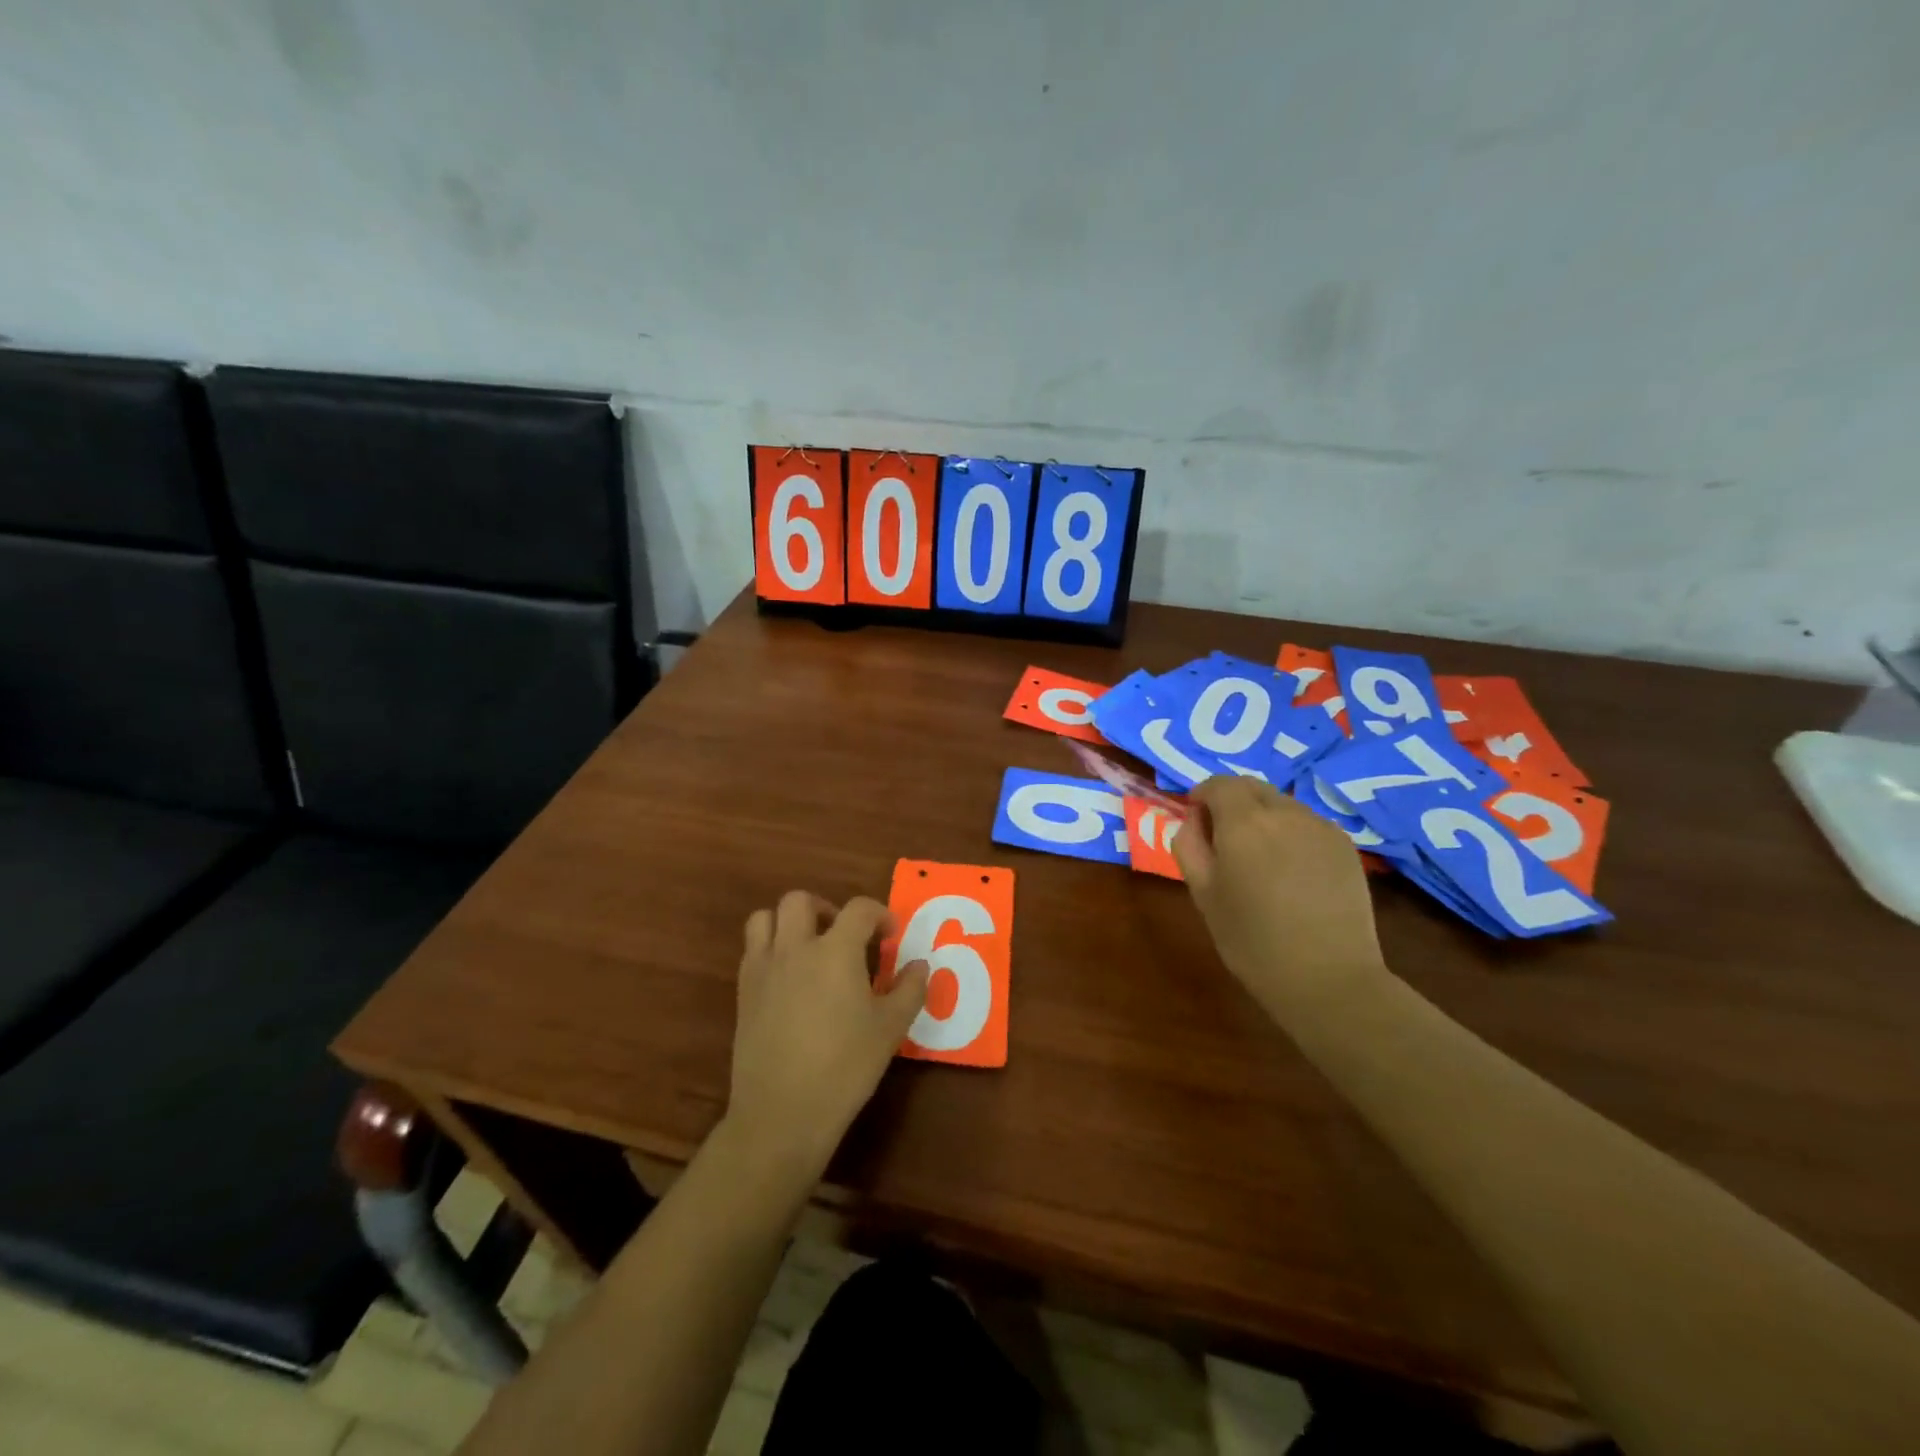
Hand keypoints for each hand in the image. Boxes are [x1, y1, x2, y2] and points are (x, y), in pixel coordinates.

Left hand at [727, 892, 928, 1174]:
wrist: (782, 1112)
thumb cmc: (845, 1067)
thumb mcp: (890, 1029)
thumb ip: (909, 990)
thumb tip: (920, 966)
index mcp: (835, 951)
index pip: (859, 909)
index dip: (879, 914)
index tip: (890, 935)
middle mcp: (795, 948)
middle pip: (800, 901)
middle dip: (826, 908)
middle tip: (844, 935)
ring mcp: (764, 968)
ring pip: (765, 918)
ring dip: (788, 923)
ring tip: (809, 948)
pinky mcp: (743, 992)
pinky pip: (752, 950)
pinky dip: (770, 949)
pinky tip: (790, 979)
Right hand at [1173, 776, 1386, 1007]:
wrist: (1328, 978)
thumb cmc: (1253, 941)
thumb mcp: (1203, 895)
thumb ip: (1189, 846)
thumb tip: (1193, 820)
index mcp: (1243, 823)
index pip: (1219, 784)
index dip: (1203, 794)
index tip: (1195, 817)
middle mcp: (1284, 813)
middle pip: (1252, 787)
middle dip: (1232, 801)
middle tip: (1223, 837)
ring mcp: (1320, 827)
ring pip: (1282, 804)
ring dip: (1263, 816)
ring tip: (1260, 858)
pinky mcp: (1345, 846)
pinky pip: (1308, 824)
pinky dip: (1291, 833)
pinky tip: (1292, 871)